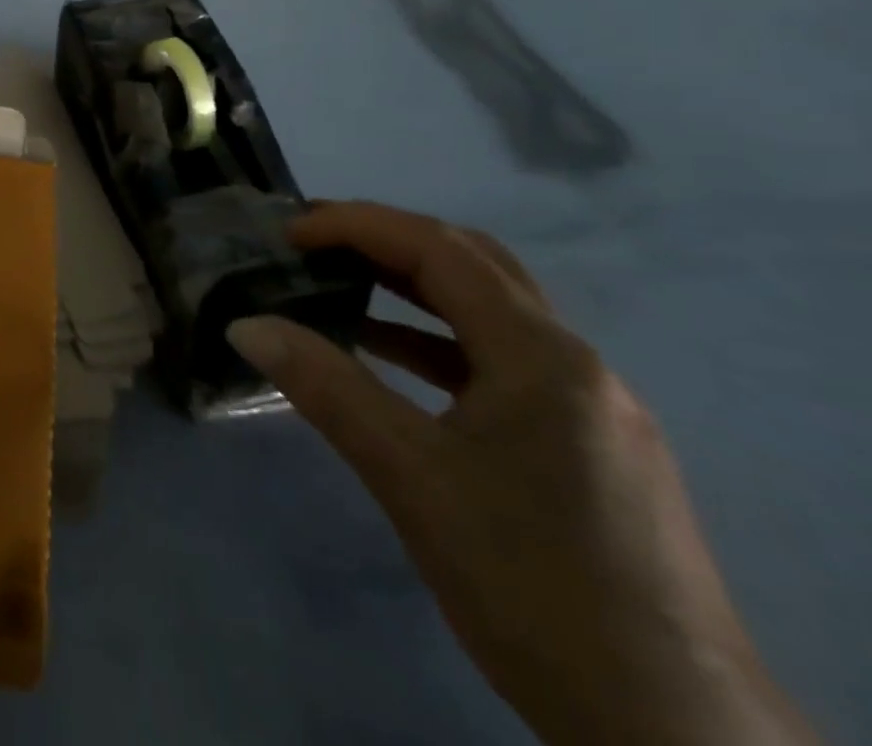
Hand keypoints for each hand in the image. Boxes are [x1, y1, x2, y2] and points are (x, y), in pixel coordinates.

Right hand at [227, 202, 817, 745]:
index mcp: (544, 356)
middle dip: (385, 240)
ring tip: (336, 283)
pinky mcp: (586, 447)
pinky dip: (434, 342)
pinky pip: (498, 363)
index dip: (358, 226)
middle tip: (311, 242)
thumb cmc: (531, 584)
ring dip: (409, 288)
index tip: (289, 233)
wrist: (674, 740)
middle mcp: (576, 365)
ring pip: (487, 314)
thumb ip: (325, 387)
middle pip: (472, 266)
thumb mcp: (410, 476)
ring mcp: (589, 408)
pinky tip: (387, 358)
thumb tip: (245, 325)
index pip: (440, 251)